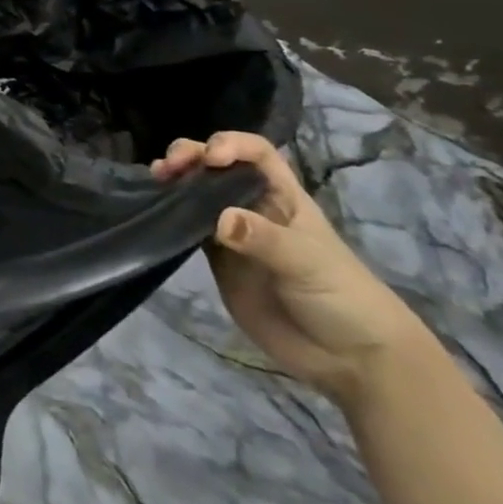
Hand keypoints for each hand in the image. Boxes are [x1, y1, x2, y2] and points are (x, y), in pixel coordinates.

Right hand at [153, 132, 434, 409]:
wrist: (349, 359)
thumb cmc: (343, 298)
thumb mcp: (308, 263)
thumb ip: (264, 239)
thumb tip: (218, 220)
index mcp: (283, 197)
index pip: (256, 153)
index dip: (232, 144)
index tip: (211, 157)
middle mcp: (254, 207)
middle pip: (217, 165)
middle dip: (191, 155)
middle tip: (169, 167)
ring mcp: (233, 233)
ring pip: (197, 192)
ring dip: (175, 179)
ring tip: (156, 179)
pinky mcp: (217, 259)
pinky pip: (187, 226)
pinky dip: (168, 213)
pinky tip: (153, 209)